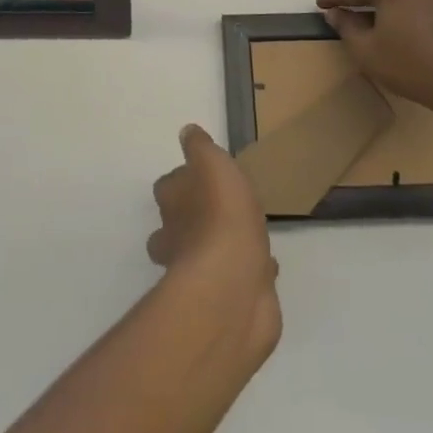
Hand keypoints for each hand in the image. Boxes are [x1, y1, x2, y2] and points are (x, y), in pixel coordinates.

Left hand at [149, 125, 281, 360]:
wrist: (233, 282)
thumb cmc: (221, 213)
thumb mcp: (211, 163)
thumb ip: (199, 148)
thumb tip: (186, 133)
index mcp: (172, 204)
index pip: (168, 188)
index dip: (182, 181)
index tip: (201, 175)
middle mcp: (176, 239)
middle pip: (176, 225)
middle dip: (192, 219)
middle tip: (219, 208)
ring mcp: (199, 273)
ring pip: (204, 255)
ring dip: (219, 246)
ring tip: (244, 235)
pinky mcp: (226, 298)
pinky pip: (236, 278)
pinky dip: (248, 271)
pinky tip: (265, 265)